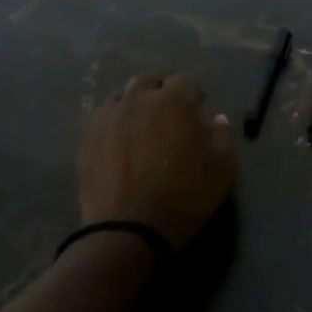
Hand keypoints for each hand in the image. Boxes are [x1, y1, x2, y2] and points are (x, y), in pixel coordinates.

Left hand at [78, 75, 236, 249]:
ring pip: (122, 98)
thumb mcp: (223, 169)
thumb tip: (217, 119)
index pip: (185, 81)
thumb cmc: (185, 196)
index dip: (193, 95)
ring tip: (141, 128)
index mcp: (174, 100)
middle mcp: (139, 100)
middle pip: (148, 82)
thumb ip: (223, 136)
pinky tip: (120, 144)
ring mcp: (109, 118)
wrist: (130, 230)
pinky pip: (103, 120)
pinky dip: (114, 125)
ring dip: (134, 105)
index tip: (198, 111)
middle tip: (168, 117)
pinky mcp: (88, 139)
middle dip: (159, 93)